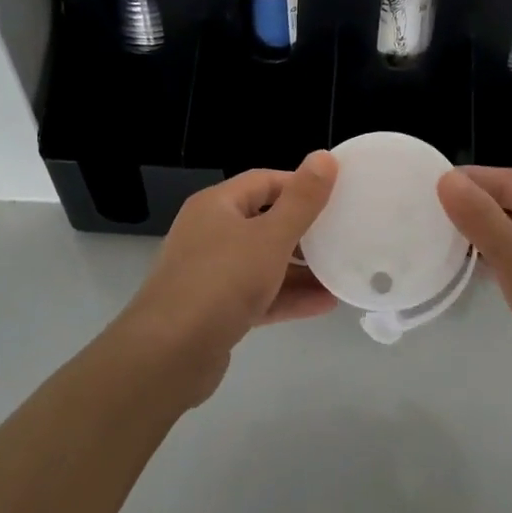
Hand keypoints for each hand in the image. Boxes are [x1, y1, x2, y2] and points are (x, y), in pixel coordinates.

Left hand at [117, 151, 338, 402]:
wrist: (167, 356)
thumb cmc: (221, 282)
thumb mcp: (270, 237)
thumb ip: (301, 200)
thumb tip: (324, 156)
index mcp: (217, 205)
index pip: (265, 181)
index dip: (301, 185)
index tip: (337, 196)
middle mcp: (210, 233)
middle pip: (264, 221)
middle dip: (305, 230)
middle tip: (344, 235)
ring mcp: (210, 274)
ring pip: (263, 262)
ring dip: (301, 268)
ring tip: (342, 272)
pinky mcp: (215, 311)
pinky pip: (258, 295)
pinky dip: (287, 296)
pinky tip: (325, 304)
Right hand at [437, 166, 511, 430]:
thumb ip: (480, 217)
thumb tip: (448, 179)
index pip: (510, 179)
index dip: (473, 178)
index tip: (435, 186)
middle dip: (482, 204)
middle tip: (440, 214)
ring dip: (494, 233)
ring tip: (458, 244)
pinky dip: (509, 260)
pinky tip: (494, 278)